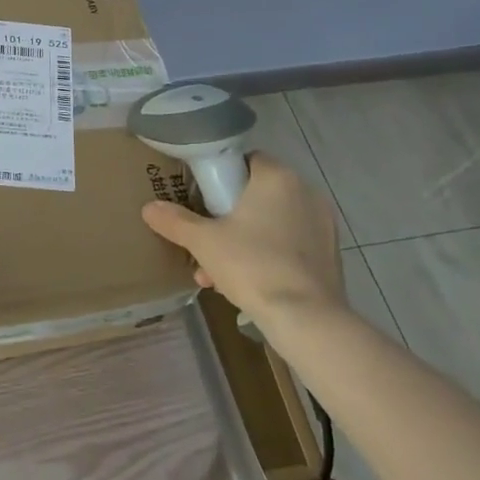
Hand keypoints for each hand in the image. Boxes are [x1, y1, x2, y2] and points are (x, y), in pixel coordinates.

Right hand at [141, 153, 343, 323]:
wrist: (306, 319)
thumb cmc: (252, 265)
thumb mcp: (203, 242)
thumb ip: (175, 221)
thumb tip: (149, 208)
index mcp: (277, 177)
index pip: (247, 160)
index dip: (221, 176)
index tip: (202, 198)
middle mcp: (306, 193)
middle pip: (257, 195)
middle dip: (228, 218)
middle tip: (205, 241)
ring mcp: (323, 225)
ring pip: (272, 223)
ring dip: (244, 241)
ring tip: (216, 273)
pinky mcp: (330, 255)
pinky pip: (290, 246)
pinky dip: (268, 257)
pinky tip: (246, 285)